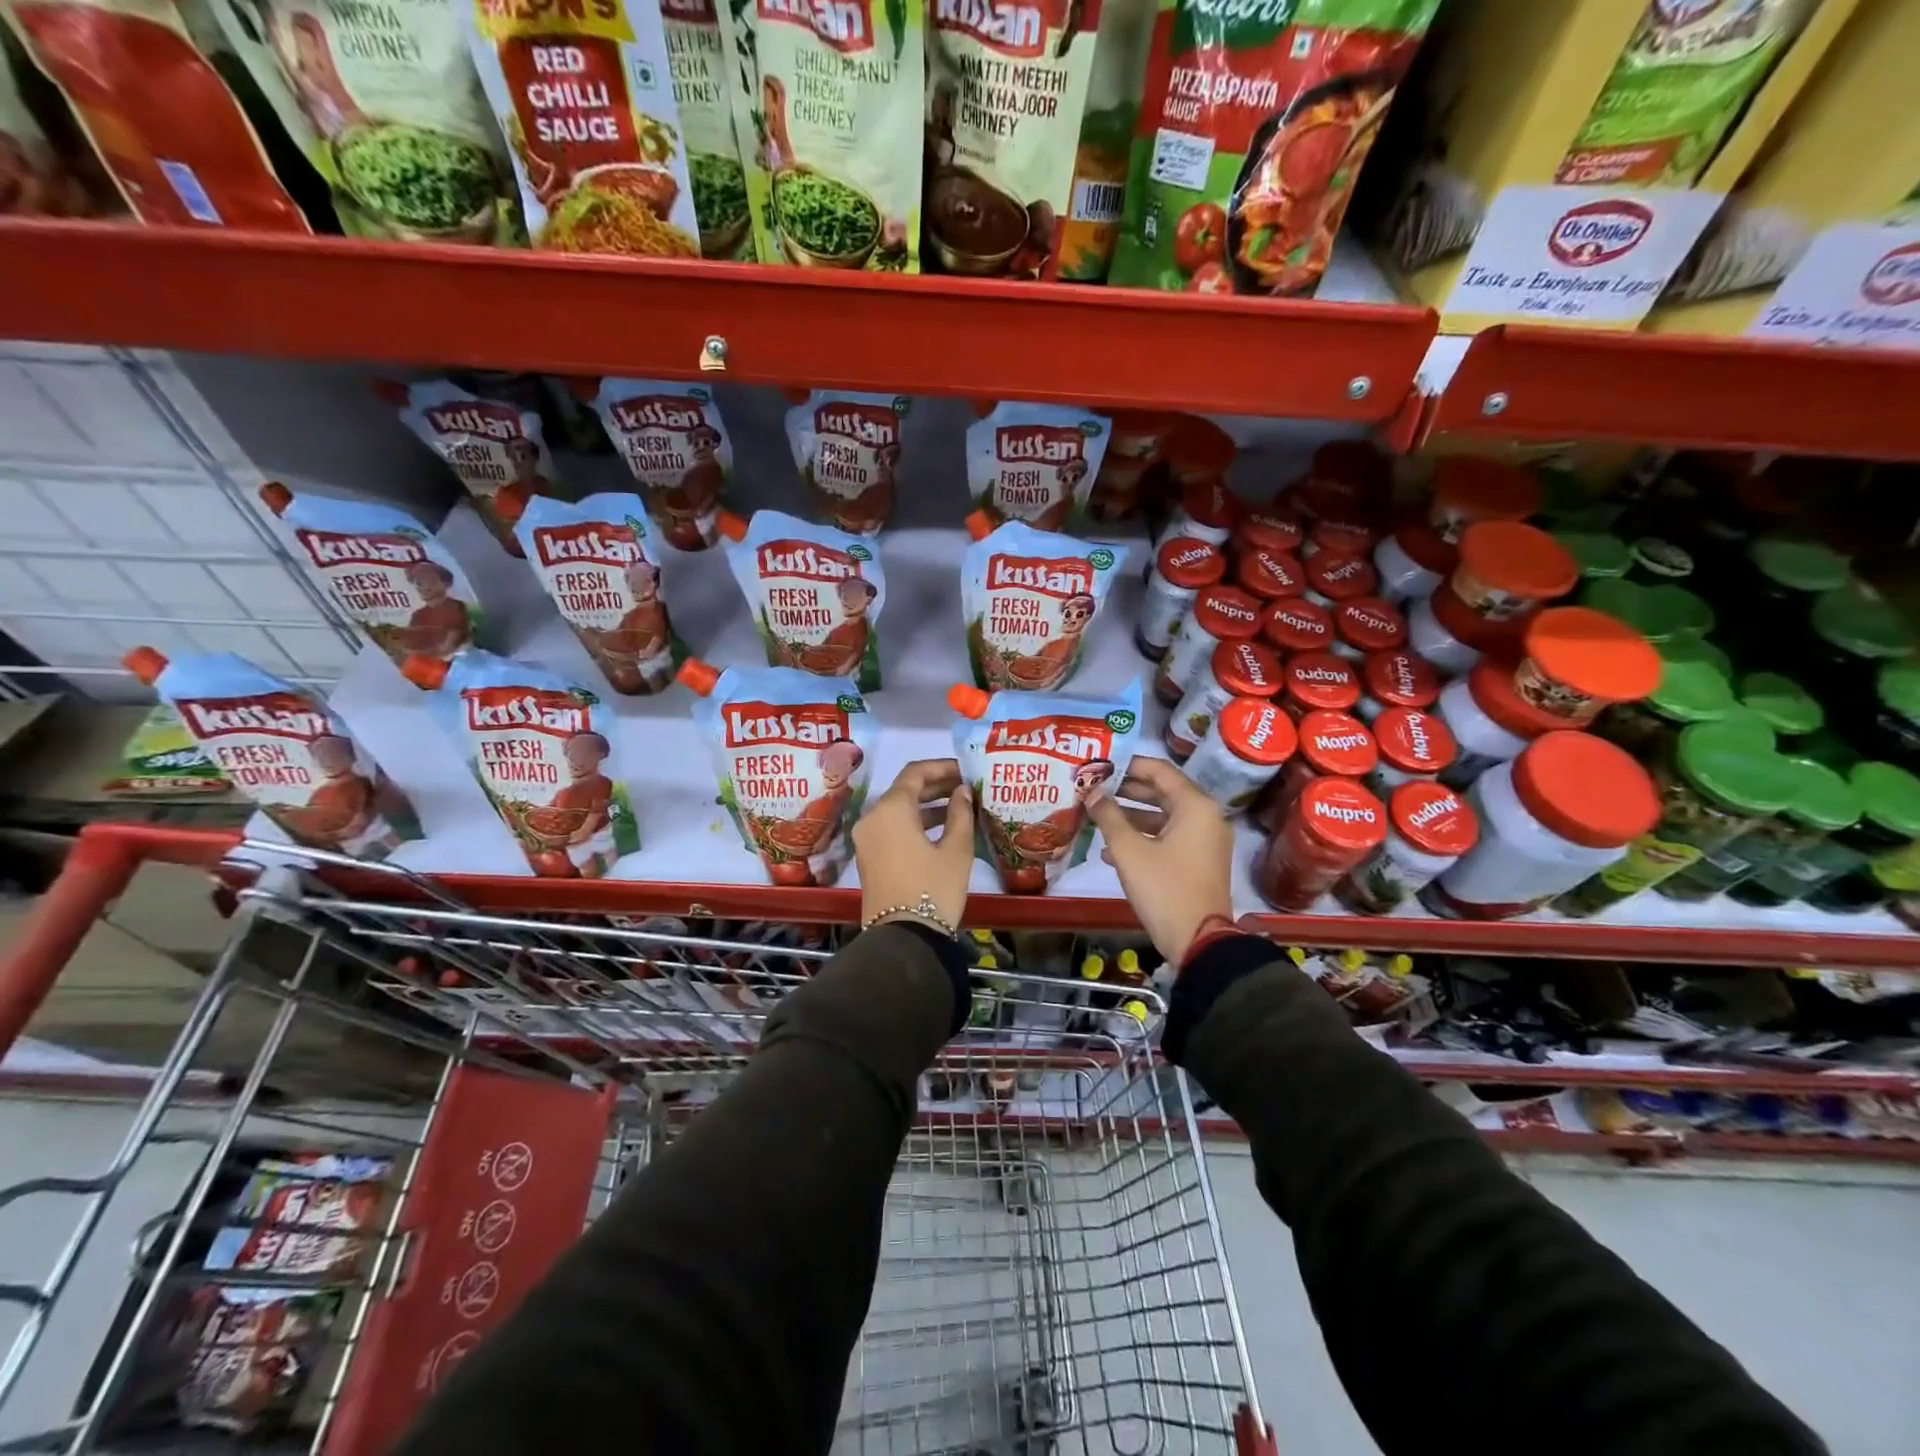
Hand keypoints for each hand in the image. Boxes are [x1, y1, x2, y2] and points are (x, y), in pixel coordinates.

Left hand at [853, 759, 973, 933]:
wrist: (904, 938)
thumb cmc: (934, 889)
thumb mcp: (956, 849)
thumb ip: (960, 813)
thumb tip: (962, 791)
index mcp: (891, 809)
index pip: (916, 772)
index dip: (942, 767)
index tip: (966, 769)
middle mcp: (872, 817)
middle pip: (904, 789)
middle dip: (936, 785)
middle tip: (965, 786)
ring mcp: (866, 838)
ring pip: (898, 809)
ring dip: (927, 805)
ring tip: (960, 807)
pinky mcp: (868, 857)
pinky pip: (892, 827)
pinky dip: (914, 822)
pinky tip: (942, 829)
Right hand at [1085, 757, 1233, 963]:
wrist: (1198, 941)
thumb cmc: (1163, 887)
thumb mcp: (1129, 850)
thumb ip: (1108, 816)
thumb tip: (1091, 793)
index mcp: (1195, 806)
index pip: (1159, 770)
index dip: (1128, 765)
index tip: (1100, 765)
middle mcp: (1206, 817)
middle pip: (1163, 792)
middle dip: (1126, 791)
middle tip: (1094, 788)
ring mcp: (1205, 841)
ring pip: (1164, 817)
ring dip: (1131, 816)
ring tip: (1097, 816)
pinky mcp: (1199, 862)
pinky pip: (1169, 838)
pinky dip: (1144, 838)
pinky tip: (1111, 851)